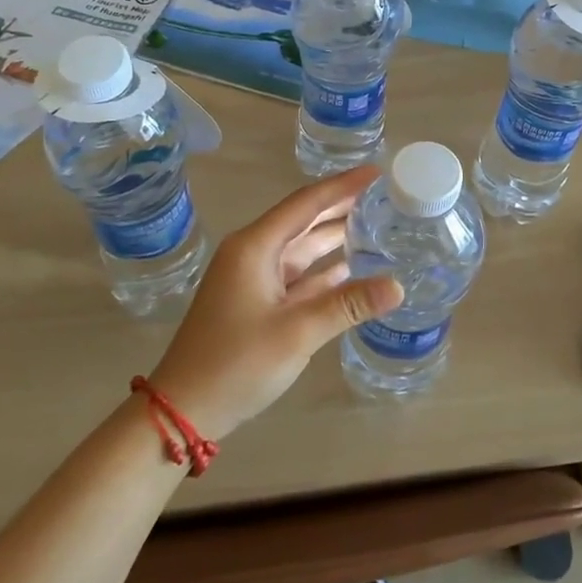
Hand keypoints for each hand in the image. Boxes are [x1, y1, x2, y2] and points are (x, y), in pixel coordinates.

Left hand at [148, 167, 402, 437]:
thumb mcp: (297, 332)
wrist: (183, 410)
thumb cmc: (236, 363)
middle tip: (383, 195)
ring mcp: (253, 278)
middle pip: (304, 219)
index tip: (377, 172)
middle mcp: (253, 252)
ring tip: (376, 224)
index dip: (343, 186)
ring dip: (335, 236)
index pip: (307, 203)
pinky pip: (297, 274)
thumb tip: (398, 285)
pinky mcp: (256, 301)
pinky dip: (323, 269)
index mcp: (255, 246)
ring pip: (302, 247)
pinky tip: (351, 266)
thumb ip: (348, 304)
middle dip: (342, 206)